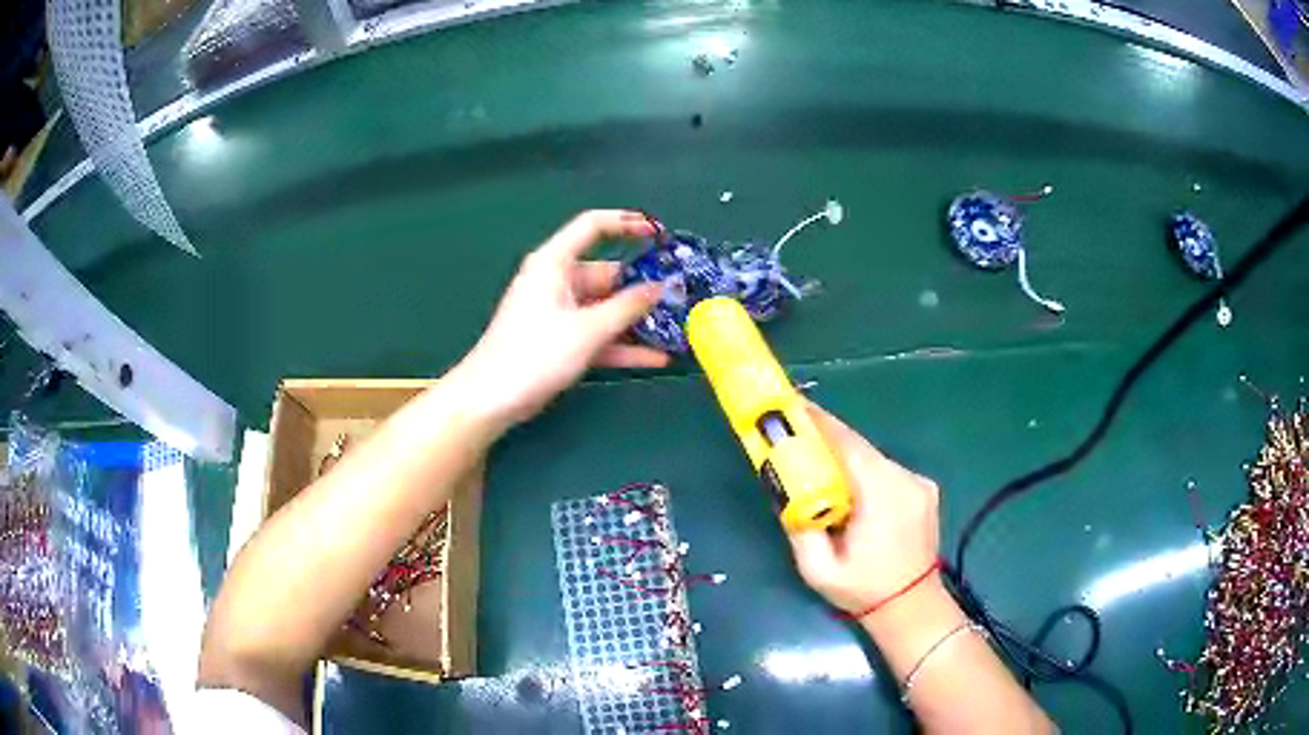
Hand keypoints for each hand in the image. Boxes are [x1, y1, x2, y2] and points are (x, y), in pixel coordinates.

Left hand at [456, 210, 669, 428]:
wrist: (492, 399)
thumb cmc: (534, 354)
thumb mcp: (587, 329)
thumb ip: (627, 307)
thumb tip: (660, 288)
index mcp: (554, 263)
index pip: (592, 227)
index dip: (626, 223)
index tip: (658, 233)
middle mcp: (557, 282)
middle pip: (607, 275)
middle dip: (642, 288)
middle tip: (679, 299)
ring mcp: (560, 313)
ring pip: (606, 308)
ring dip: (636, 321)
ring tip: (675, 330)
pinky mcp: (561, 341)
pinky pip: (598, 335)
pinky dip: (623, 345)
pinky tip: (656, 358)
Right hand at [786, 402, 941, 615]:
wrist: (912, 608)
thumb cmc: (863, 591)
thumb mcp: (818, 569)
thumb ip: (799, 526)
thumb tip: (785, 492)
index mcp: (882, 495)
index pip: (849, 445)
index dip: (821, 424)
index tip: (795, 408)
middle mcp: (905, 480)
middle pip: (861, 449)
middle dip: (829, 442)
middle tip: (799, 440)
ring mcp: (919, 483)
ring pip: (874, 460)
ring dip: (848, 462)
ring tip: (824, 474)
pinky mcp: (925, 490)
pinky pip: (888, 472)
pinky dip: (867, 475)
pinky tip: (854, 496)